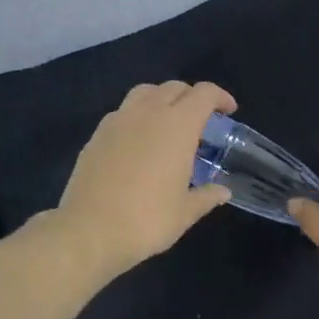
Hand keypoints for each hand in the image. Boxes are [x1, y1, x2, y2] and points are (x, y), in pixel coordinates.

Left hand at [52, 81, 235, 279]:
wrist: (89, 230)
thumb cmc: (147, 220)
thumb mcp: (185, 212)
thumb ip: (206, 196)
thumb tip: (223, 191)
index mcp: (177, 126)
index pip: (204, 94)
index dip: (220, 97)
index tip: (228, 111)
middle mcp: (148, 113)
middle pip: (174, 88)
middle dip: (192, 97)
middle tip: (201, 120)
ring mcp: (117, 121)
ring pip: (144, 93)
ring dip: (162, 99)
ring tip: (168, 123)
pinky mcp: (96, 135)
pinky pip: (122, 112)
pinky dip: (137, 116)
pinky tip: (139, 141)